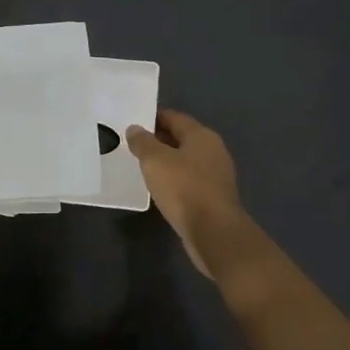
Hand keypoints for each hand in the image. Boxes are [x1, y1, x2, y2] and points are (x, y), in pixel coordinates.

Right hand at [126, 109, 250, 276]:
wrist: (213, 232)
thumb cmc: (183, 188)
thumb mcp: (155, 161)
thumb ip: (143, 142)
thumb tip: (135, 128)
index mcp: (202, 136)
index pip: (174, 118)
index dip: (153, 118)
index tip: (133, 123)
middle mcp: (213, 151)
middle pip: (182, 138)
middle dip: (159, 140)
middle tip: (133, 145)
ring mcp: (216, 175)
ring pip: (186, 161)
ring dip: (167, 162)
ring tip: (143, 167)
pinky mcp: (214, 197)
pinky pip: (190, 181)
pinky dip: (175, 180)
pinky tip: (160, 189)